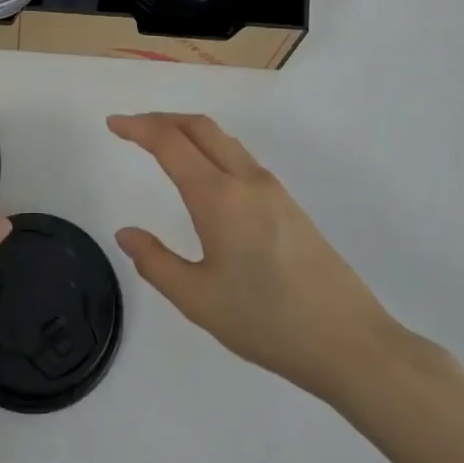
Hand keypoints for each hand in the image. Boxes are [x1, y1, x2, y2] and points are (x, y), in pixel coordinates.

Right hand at [109, 113, 408, 406]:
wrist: (350, 343)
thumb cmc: (267, 322)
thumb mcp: (198, 300)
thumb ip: (156, 263)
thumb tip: (125, 234)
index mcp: (218, 197)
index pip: (170, 142)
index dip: (138, 127)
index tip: (113, 123)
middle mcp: (246, 180)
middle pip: (199, 126)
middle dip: (161, 119)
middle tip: (132, 128)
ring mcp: (272, 189)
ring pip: (223, 139)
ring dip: (188, 131)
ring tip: (162, 145)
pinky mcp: (289, 204)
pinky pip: (239, 157)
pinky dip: (210, 148)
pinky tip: (204, 174)